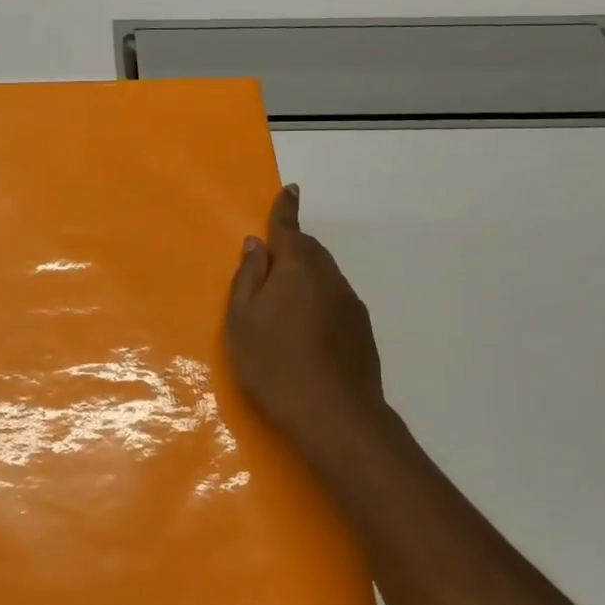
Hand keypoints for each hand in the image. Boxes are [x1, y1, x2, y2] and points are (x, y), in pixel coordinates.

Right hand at [225, 185, 394, 459]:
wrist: (333, 415)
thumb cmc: (273, 363)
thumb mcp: (242, 320)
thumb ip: (248, 278)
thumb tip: (256, 245)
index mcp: (296, 268)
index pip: (289, 228)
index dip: (285, 209)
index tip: (290, 190)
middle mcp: (329, 277)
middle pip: (310, 251)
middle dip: (292, 246)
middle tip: (270, 259)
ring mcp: (350, 304)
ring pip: (325, 276)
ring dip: (305, 275)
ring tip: (284, 299)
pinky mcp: (362, 330)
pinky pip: (335, 299)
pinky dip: (318, 299)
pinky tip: (306, 327)